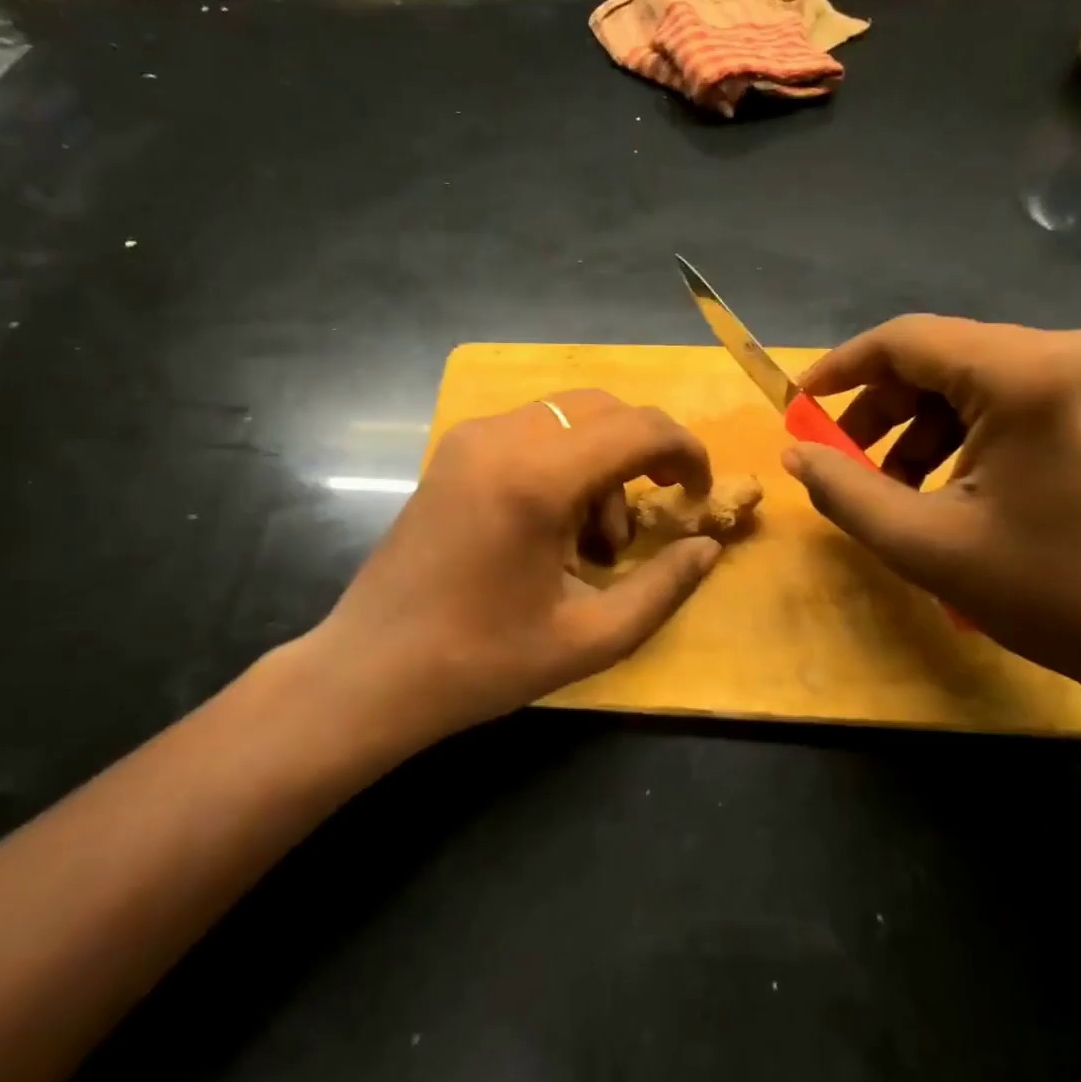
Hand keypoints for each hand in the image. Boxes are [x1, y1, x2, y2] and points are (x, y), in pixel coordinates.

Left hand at [315, 390, 722, 745]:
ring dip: (602, 464)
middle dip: (645, 453)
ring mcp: (469, 440)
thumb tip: (708, 547)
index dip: (685, 452)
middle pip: (604, 410)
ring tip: (596, 544)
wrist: (372, 671)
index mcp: (536, 478)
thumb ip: (663, 587)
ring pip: (567, 419)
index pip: (638, 429)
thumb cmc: (482, 662)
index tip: (700, 494)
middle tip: (657, 513)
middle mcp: (501, 438)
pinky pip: (530, 434)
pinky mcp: (451, 454)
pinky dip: (563, 465)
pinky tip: (554, 528)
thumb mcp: (590, 637)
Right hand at [783, 316, 1080, 694]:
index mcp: (1031, 375)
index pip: (908, 340)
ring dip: (923, 426)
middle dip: (883, 409)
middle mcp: (1076, 347)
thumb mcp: (925, 546)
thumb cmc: (1052, 594)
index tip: (799, 406)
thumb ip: (844, 491)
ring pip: (977, 376)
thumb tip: (795, 453)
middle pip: (943, 356)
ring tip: (898, 487)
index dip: (841, 368)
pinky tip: (954, 483)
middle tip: (845, 461)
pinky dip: (969, 431)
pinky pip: (1017, 393)